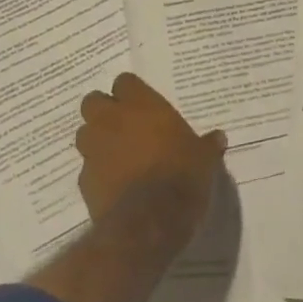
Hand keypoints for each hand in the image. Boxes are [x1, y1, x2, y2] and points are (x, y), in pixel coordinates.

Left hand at [76, 73, 225, 245]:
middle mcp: (112, 120)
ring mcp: (94, 149)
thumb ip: (207, 144)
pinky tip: (113, 183)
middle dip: (103, 110)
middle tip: (122, 124)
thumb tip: (219, 137)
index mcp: (141, 106)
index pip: (124, 81)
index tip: (141, 104)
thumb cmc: (181, 176)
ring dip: (96, 139)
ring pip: (84, 133)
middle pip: (93, 101)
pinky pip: (87, 167)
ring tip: (115, 153)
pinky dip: (97, 171)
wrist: (149, 220)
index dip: (130, 92)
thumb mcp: (204, 158)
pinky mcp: (84, 180)